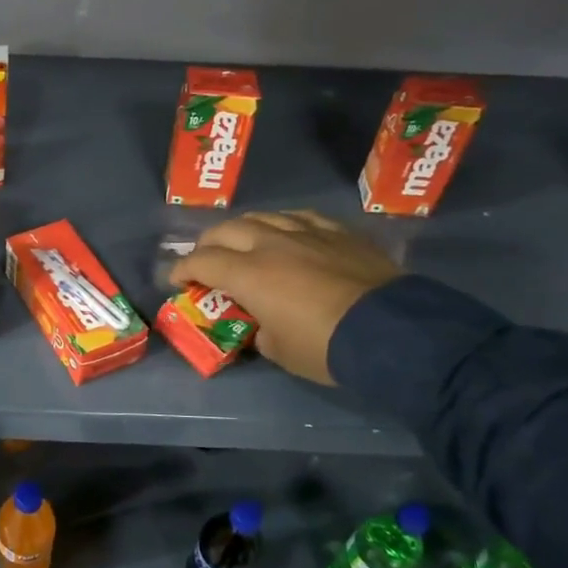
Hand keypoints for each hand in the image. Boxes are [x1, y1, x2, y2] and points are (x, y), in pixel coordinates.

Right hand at [168, 212, 401, 384]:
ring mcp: (306, 232)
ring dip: (244, 229)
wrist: (391, 331)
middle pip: (226, 230)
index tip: (176, 280)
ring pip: (263, 216)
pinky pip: (301, 218)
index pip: (201, 262)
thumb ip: (258, 330)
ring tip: (243, 242)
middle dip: (208, 244)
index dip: (182, 269)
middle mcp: (270, 244)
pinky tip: (288, 233)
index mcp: (248, 274)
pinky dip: (284, 224)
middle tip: (206, 260)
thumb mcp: (279, 350)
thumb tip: (258, 324)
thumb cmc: (324, 346)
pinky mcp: (338, 232)